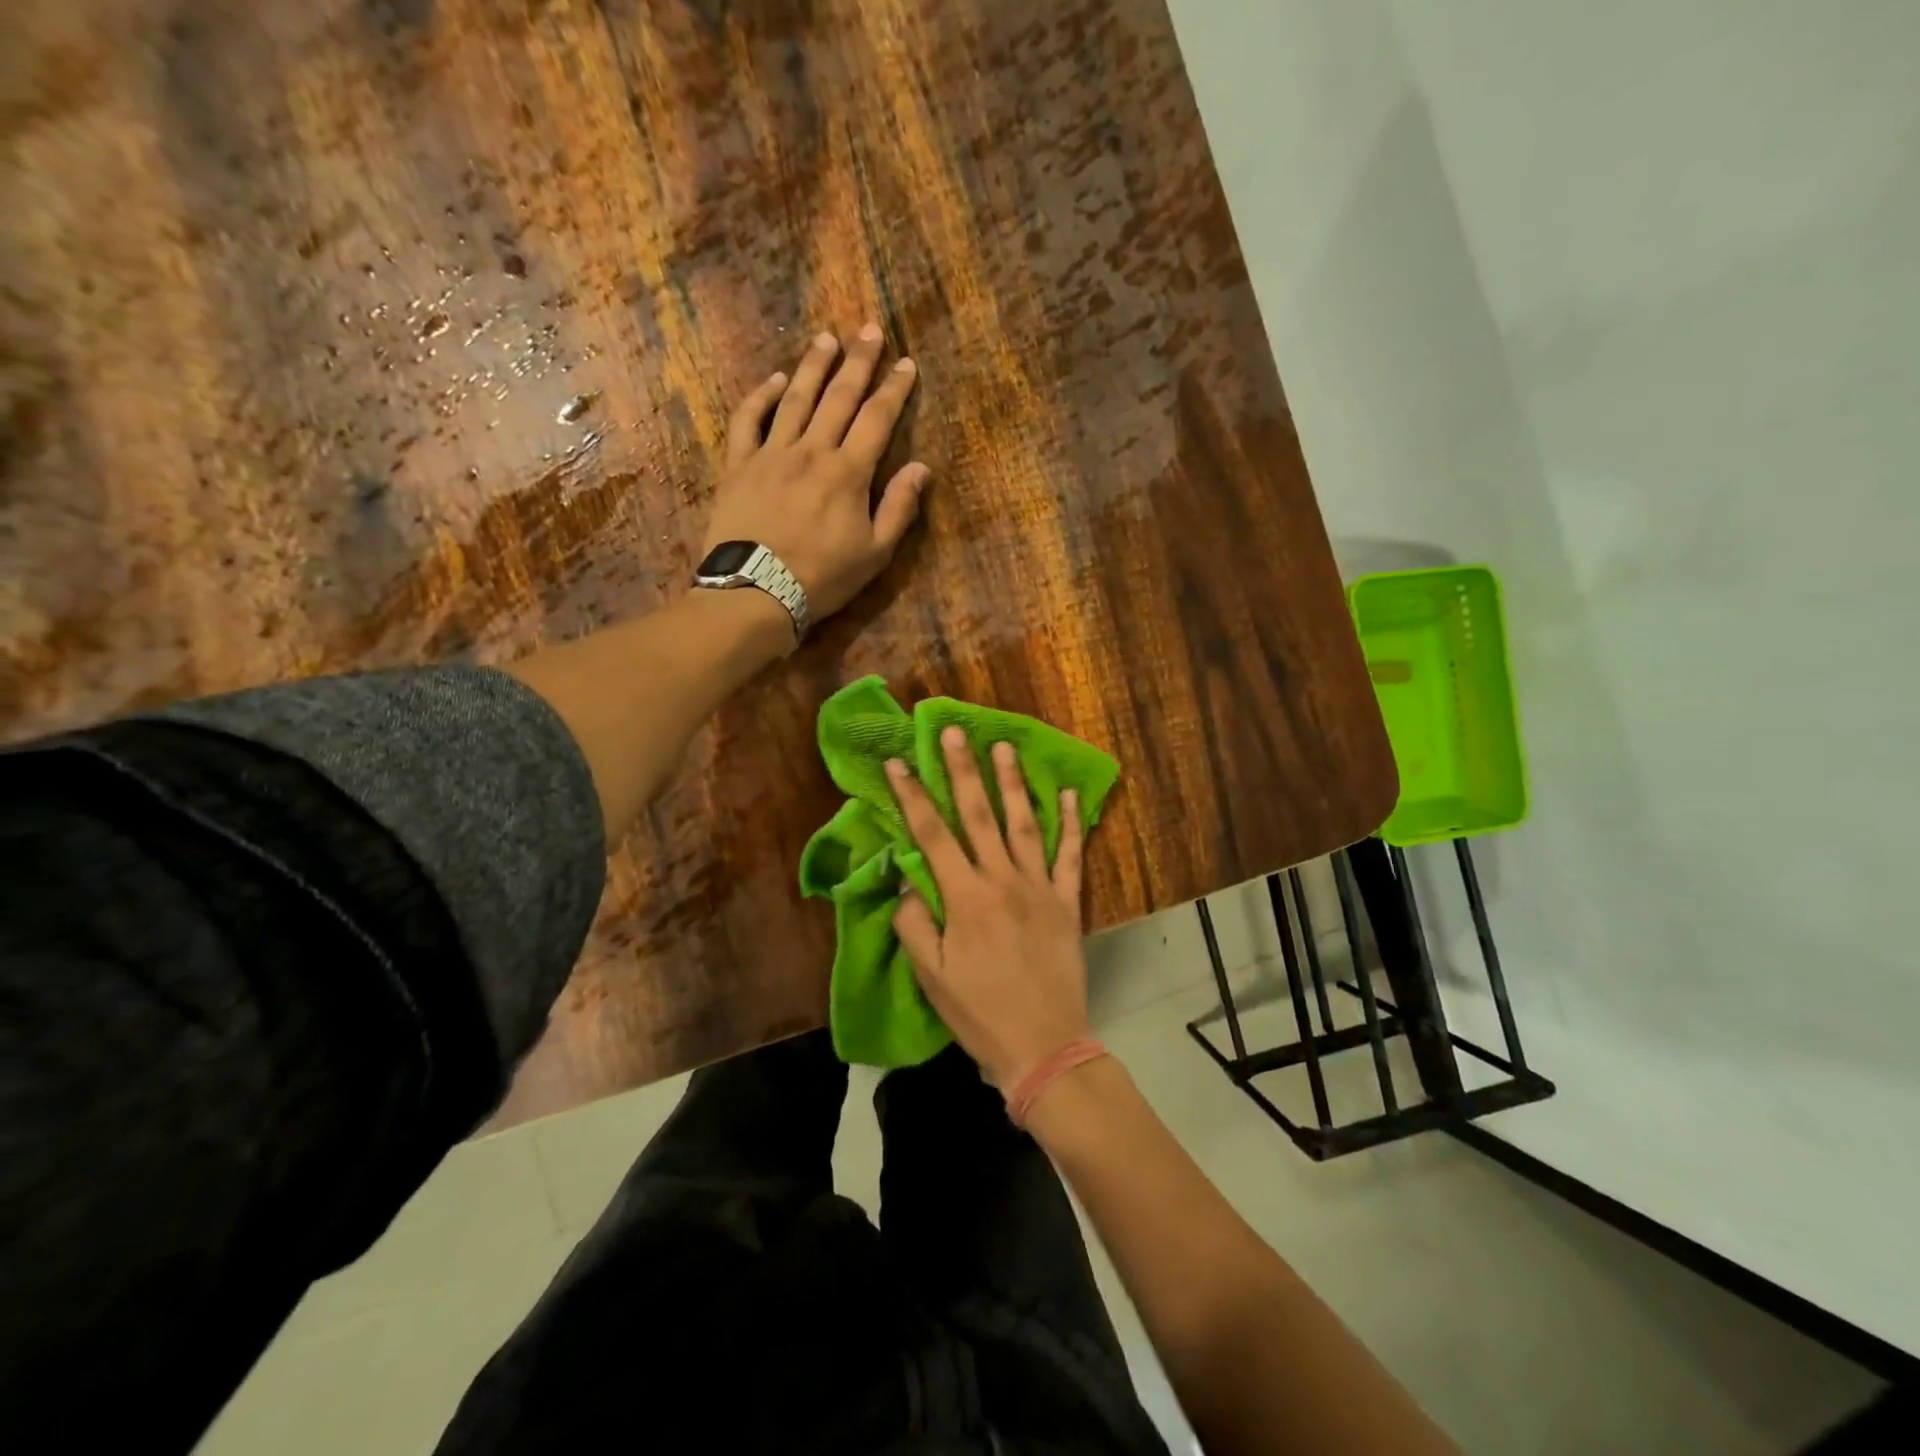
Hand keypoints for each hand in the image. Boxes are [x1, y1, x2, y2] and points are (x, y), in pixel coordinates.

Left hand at [703, 324, 929, 620]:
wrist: (756, 592)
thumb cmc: (822, 578)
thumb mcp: (874, 553)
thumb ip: (899, 508)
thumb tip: (921, 468)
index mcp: (849, 472)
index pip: (877, 419)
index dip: (894, 389)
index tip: (906, 364)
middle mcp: (812, 451)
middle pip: (838, 397)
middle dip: (858, 362)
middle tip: (870, 330)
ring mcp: (771, 454)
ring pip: (794, 399)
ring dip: (813, 367)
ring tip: (827, 339)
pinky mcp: (739, 465)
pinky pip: (748, 421)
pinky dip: (760, 396)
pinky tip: (773, 380)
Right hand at [887, 728, 1089, 1089]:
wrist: (1043, 1046)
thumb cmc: (979, 1013)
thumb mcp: (931, 975)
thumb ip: (915, 922)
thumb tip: (908, 880)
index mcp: (964, 897)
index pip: (931, 835)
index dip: (912, 796)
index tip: (897, 763)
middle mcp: (1002, 880)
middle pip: (978, 815)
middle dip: (962, 769)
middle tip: (954, 730)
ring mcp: (1039, 887)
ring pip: (1024, 823)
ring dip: (1012, 782)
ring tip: (1004, 746)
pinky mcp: (1067, 902)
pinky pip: (1071, 855)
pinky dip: (1072, 823)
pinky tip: (1069, 794)